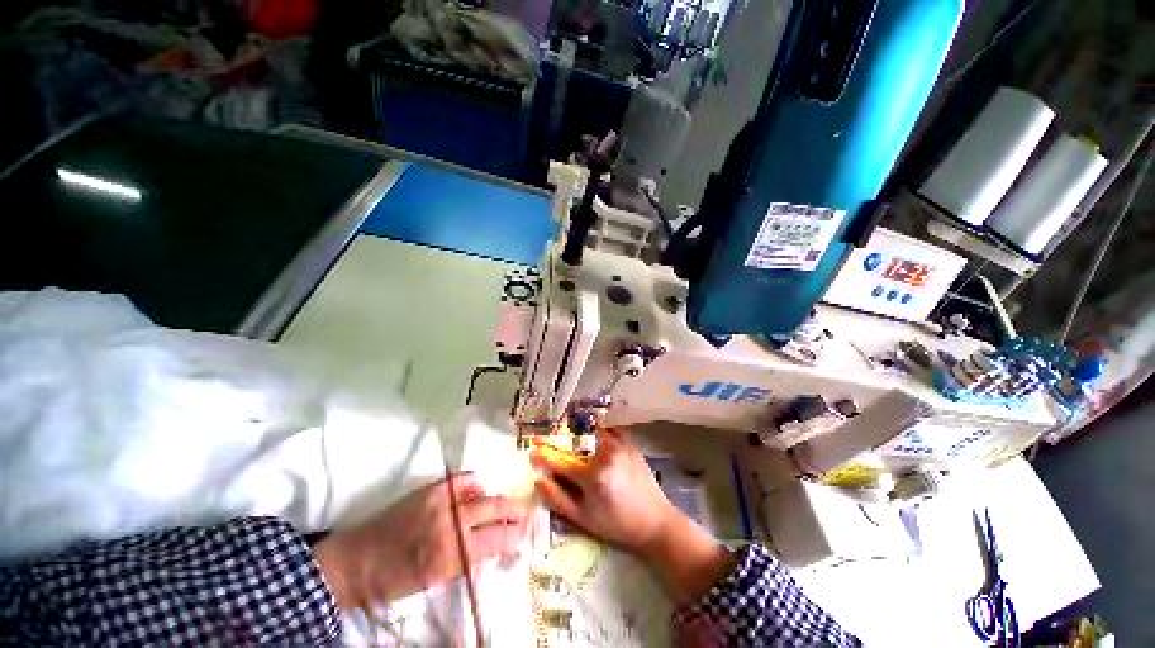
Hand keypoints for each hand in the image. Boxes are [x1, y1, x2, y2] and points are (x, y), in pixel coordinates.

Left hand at [314, 473, 529, 608]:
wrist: (355, 562)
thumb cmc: (394, 581)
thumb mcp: (434, 580)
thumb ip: (467, 560)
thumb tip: (493, 545)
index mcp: (450, 554)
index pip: (495, 540)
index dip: (515, 535)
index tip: (528, 533)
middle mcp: (449, 523)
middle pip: (494, 510)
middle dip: (515, 511)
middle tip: (528, 513)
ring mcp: (439, 502)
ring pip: (482, 493)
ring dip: (499, 498)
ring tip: (509, 503)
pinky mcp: (430, 489)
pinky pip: (463, 480)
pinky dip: (476, 484)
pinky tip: (480, 489)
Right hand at [529, 427, 676, 552]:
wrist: (654, 521)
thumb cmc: (616, 524)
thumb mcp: (584, 519)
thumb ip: (558, 500)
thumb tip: (538, 482)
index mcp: (593, 476)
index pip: (561, 461)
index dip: (544, 456)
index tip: (532, 452)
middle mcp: (605, 455)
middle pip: (575, 442)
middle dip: (560, 439)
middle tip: (550, 438)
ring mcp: (619, 446)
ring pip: (592, 432)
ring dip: (578, 432)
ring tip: (569, 433)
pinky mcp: (630, 443)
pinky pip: (609, 429)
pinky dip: (598, 428)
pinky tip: (592, 431)